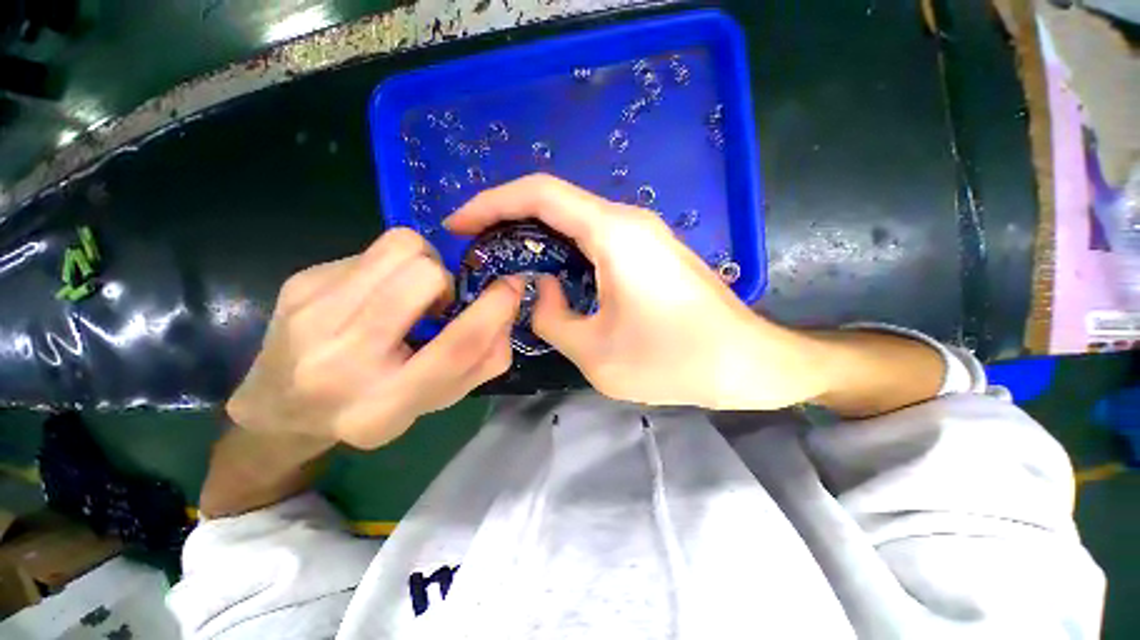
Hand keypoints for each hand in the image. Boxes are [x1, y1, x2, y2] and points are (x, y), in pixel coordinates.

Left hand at [226, 228, 521, 448]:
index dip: (495, 309)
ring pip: (397, 247)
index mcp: (385, 405)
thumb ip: (483, 362)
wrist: (282, 405)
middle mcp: (342, 362)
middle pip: (423, 277)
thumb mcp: (435, 401)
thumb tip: (506, 309)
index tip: (511, 286)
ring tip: (408, 291)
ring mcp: (312, 315)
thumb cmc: (371, 408)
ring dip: (421, 262)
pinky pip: (370, 250)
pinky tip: (374, 293)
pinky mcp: (298, 283)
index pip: (456, 347)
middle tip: (436, 301)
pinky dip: (389, 265)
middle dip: (446, 279)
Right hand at [446, 174, 828, 409]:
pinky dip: (564, 249)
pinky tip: (552, 273)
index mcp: (613, 234)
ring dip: (537, 236)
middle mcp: (628, 221)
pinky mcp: (650, 252)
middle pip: (555, 202)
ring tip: (507, 263)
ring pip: (575, 220)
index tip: (458, 223)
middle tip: (479, 249)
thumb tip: (543, 289)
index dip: (491, 202)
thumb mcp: (594, 352)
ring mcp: (642, 234)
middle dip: (509, 219)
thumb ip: (551, 317)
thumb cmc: (673, 360)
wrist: (744, 362)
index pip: (539, 194)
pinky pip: (595, 239)